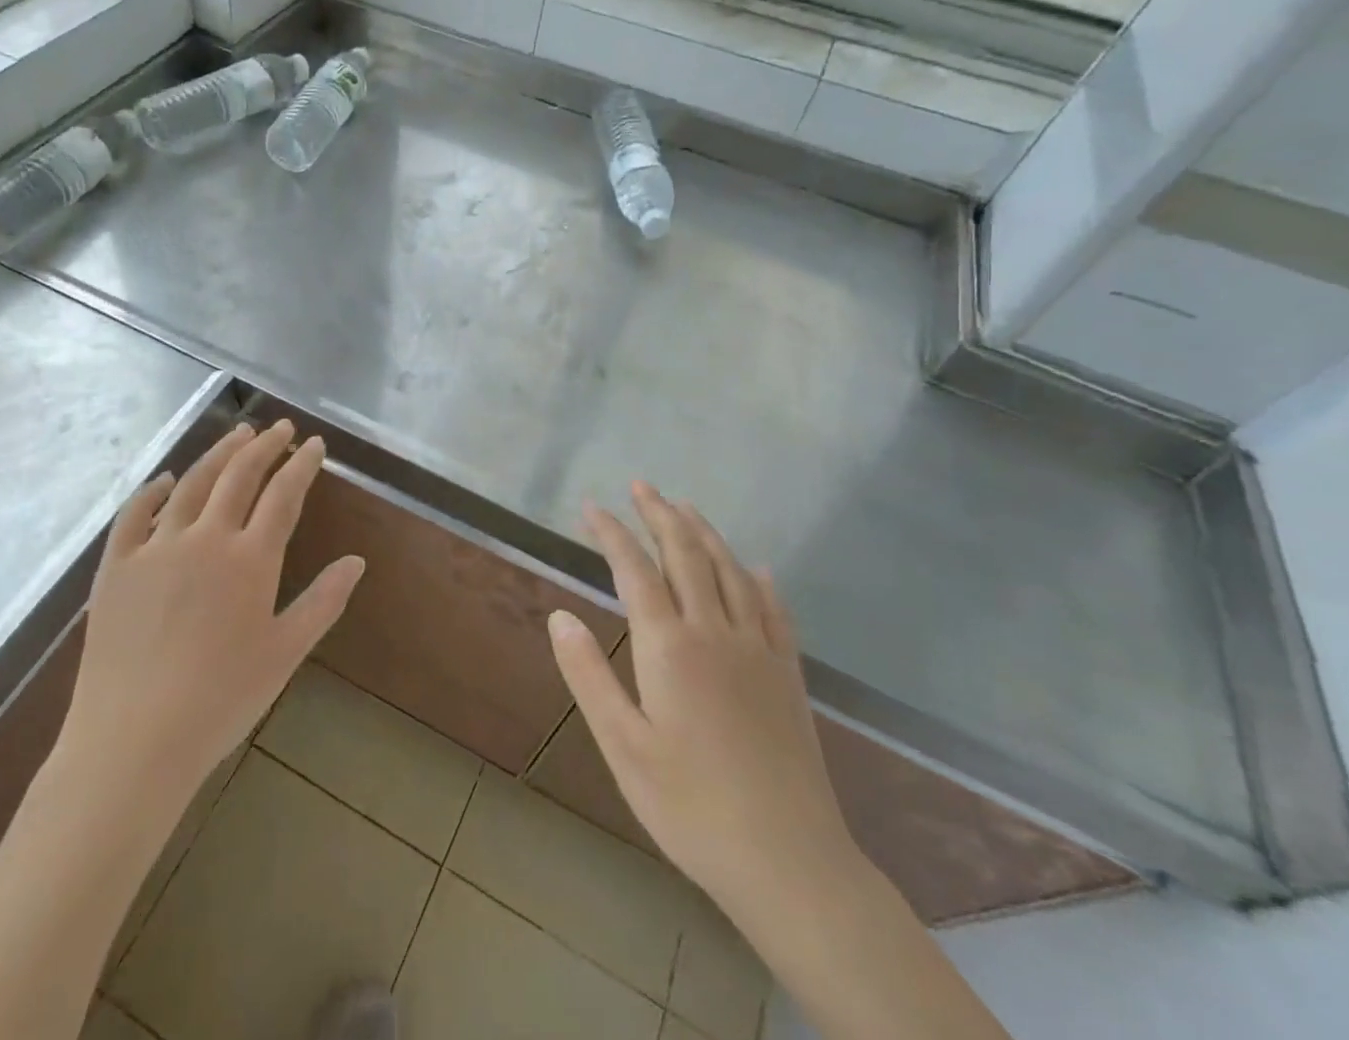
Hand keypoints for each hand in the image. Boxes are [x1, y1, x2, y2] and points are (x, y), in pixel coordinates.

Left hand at [55, 420, 364, 806]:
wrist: (134, 739)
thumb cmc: (221, 700)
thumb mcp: (285, 653)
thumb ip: (324, 602)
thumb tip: (357, 561)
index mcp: (250, 559)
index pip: (283, 495)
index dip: (302, 465)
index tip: (314, 444)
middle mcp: (205, 538)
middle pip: (239, 476)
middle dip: (264, 446)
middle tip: (279, 428)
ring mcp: (156, 548)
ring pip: (192, 483)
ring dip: (218, 454)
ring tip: (237, 434)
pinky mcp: (116, 565)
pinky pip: (134, 514)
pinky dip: (154, 490)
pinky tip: (167, 479)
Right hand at [548, 482, 859, 917]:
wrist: (789, 862)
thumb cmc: (690, 807)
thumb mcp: (623, 746)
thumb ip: (589, 675)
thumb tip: (559, 615)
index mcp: (670, 647)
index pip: (635, 570)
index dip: (612, 533)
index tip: (592, 507)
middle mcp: (715, 632)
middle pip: (686, 554)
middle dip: (660, 515)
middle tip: (642, 486)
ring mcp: (758, 650)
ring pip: (730, 571)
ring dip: (705, 533)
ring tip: (685, 507)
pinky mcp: (788, 674)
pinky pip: (774, 608)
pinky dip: (759, 578)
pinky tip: (757, 568)